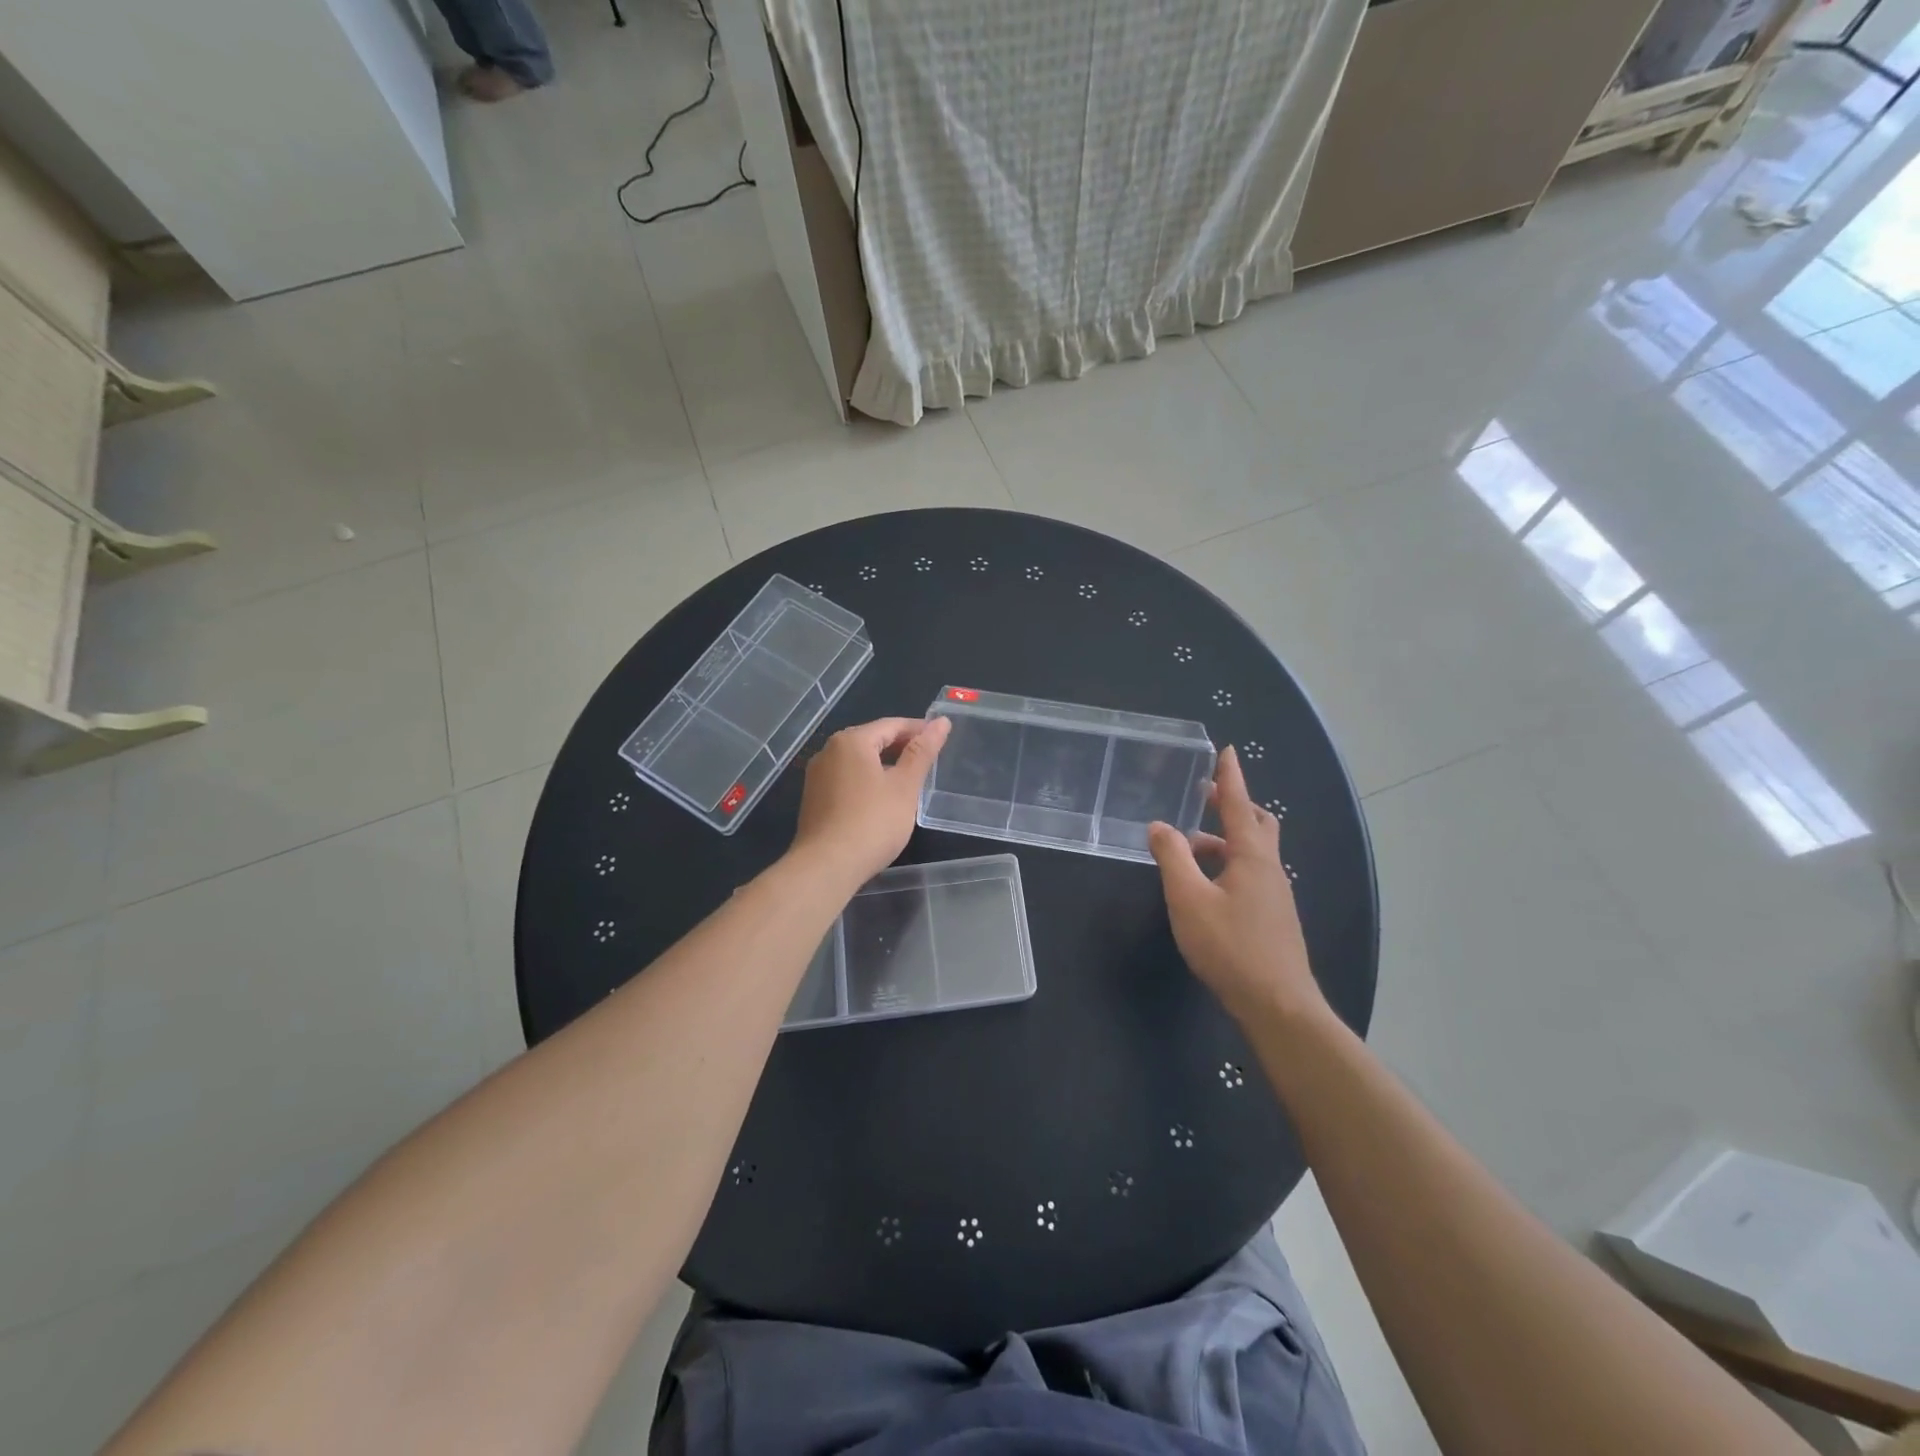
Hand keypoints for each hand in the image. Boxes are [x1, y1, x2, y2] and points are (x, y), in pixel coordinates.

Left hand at [790, 716, 950, 883]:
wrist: (826, 866)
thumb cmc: (872, 822)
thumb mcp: (904, 786)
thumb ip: (922, 752)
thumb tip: (941, 722)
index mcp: (851, 741)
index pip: (892, 725)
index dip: (919, 730)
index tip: (941, 739)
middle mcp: (829, 751)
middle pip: (872, 739)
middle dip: (901, 747)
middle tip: (929, 761)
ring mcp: (817, 776)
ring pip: (858, 760)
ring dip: (884, 765)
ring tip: (909, 780)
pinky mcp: (814, 799)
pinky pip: (847, 779)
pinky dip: (867, 781)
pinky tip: (882, 799)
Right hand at [1147, 745, 1326, 1027]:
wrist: (1278, 1005)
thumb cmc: (1230, 947)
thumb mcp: (1188, 899)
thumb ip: (1172, 857)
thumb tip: (1160, 825)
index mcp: (1252, 856)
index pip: (1239, 804)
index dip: (1230, 777)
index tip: (1227, 750)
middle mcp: (1269, 868)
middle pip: (1256, 823)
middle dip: (1232, 805)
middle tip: (1204, 797)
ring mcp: (1275, 894)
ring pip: (1252, 852)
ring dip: (1224, 840)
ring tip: (1188, 848)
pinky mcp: (1273, 916)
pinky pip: (1251, 874)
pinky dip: (1228, 864)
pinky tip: (1206, 886)